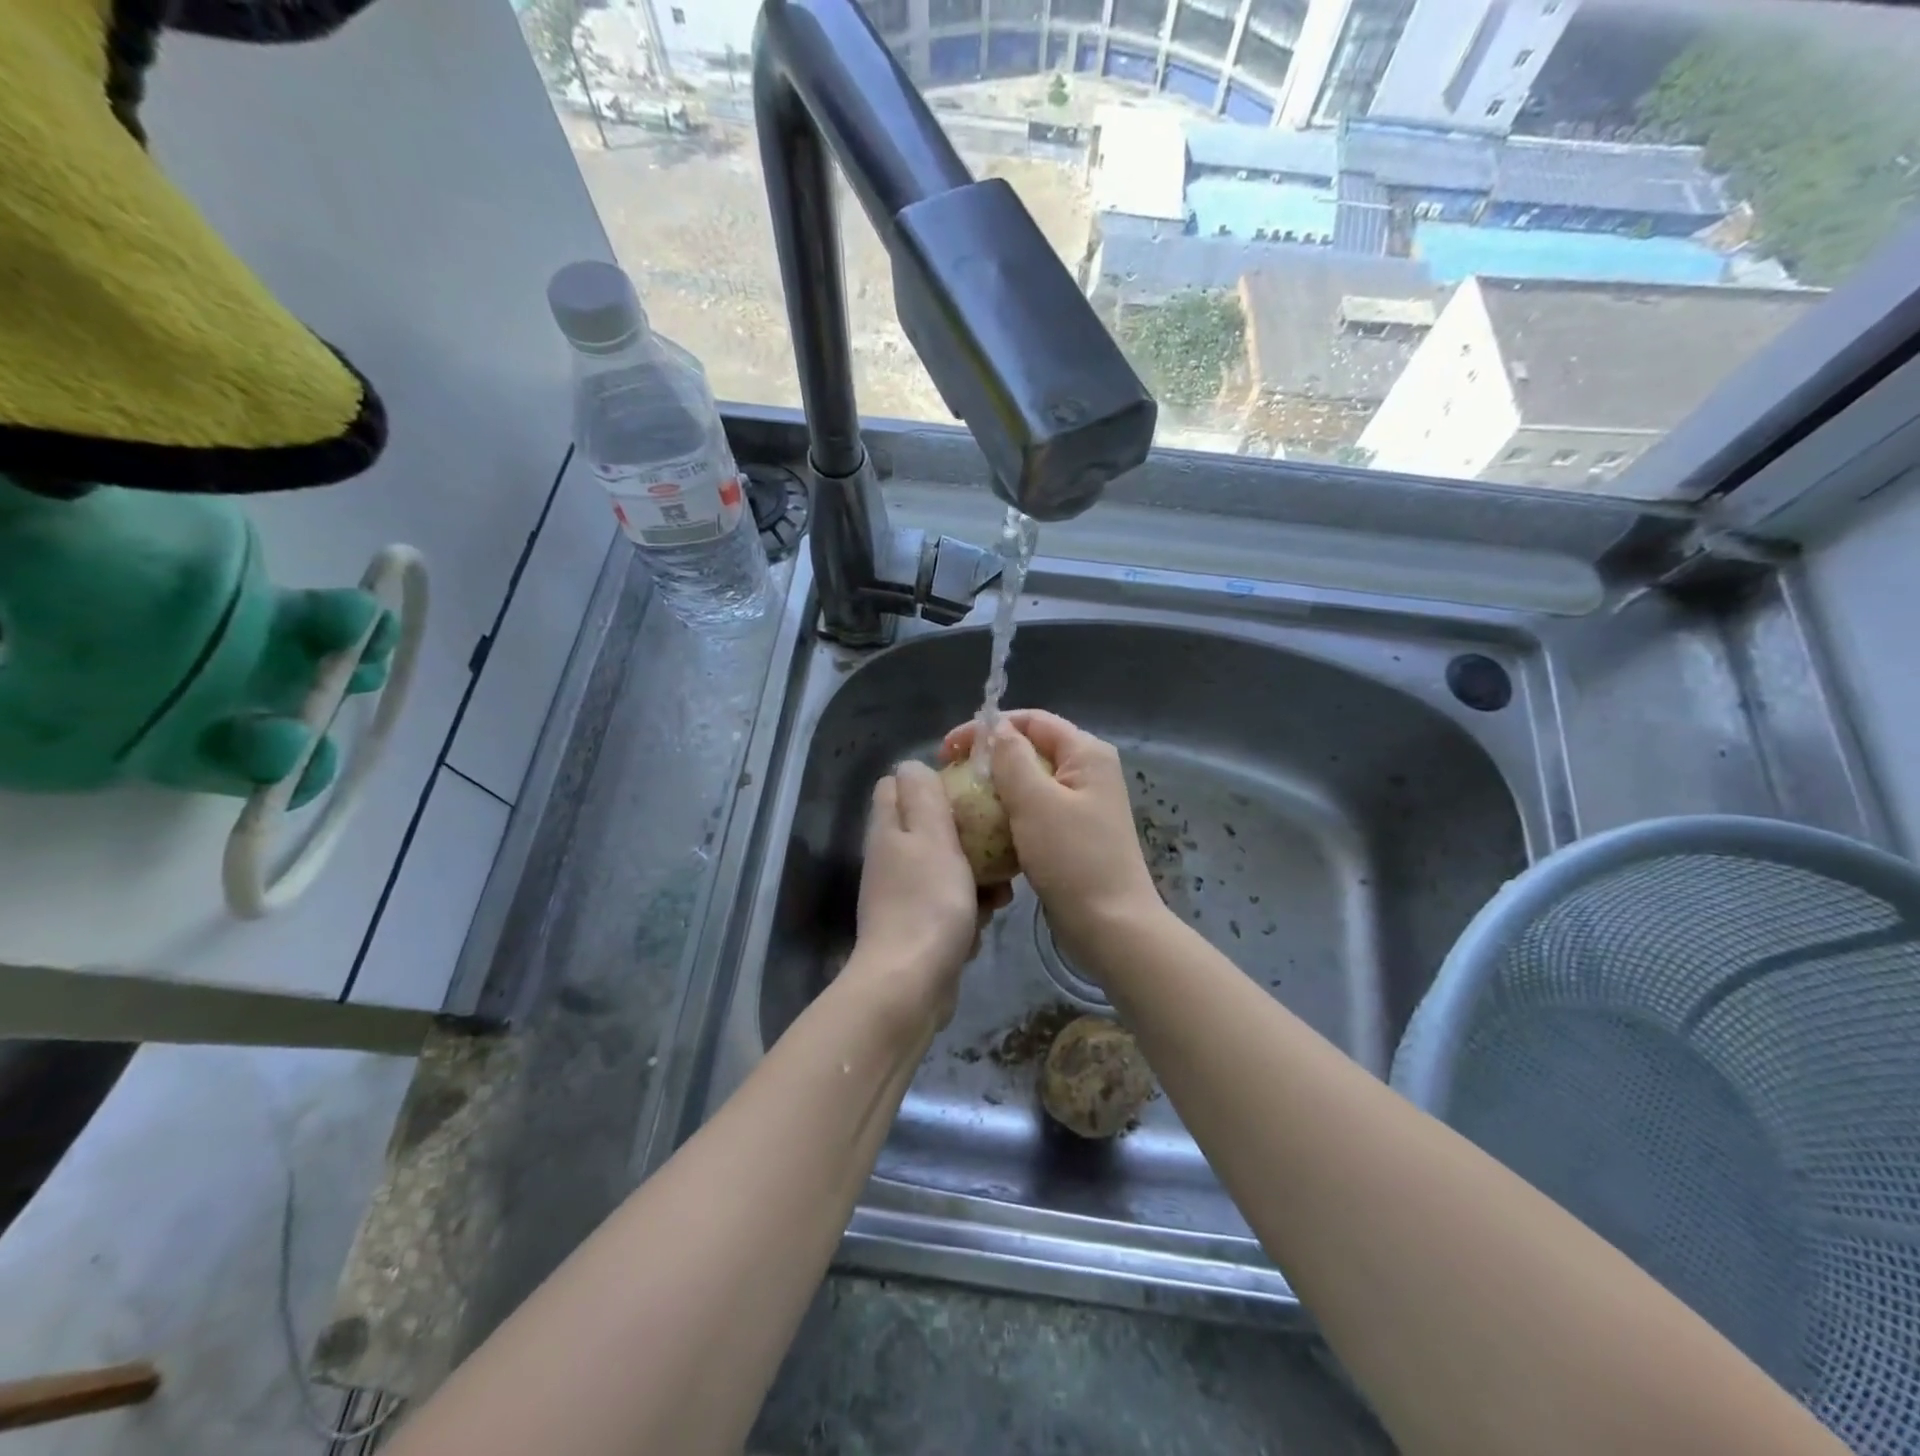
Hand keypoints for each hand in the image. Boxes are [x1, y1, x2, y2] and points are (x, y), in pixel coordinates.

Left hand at [851, 761, 1008, 1029]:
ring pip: (946, 867)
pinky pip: (949, 904)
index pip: (897, 785)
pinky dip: (969, 910)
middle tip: (995, 845)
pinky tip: (985, 922)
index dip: (931, 781)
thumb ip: (922, 795)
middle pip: (929, 828)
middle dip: (967, 835)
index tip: (970, 790)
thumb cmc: (928, 901)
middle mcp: (891, 857)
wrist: (911, 983)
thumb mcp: (931, 835)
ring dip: (976, 877)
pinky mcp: (918, 927)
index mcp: (889, 829)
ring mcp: (902, 894)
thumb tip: (911, 764)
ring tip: (1000, 893)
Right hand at [940, 711, 1162, 970]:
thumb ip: (1012, 758)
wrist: (1110, 926)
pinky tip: (983, 830)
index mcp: (1086, 753)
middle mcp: (1087, 772)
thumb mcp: (1035, 801)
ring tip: (960, 804)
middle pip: (1029, 749)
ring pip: (1028, 783)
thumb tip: (996, 728)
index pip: (1031, 720)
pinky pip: (1033, 812)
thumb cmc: (1073, 858)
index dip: (987, 728)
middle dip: (988, 759)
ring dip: (995, 789)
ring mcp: (1081, 805)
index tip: (948, 751)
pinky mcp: (1072, 834)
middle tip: (949, 777)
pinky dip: (1008, 814)